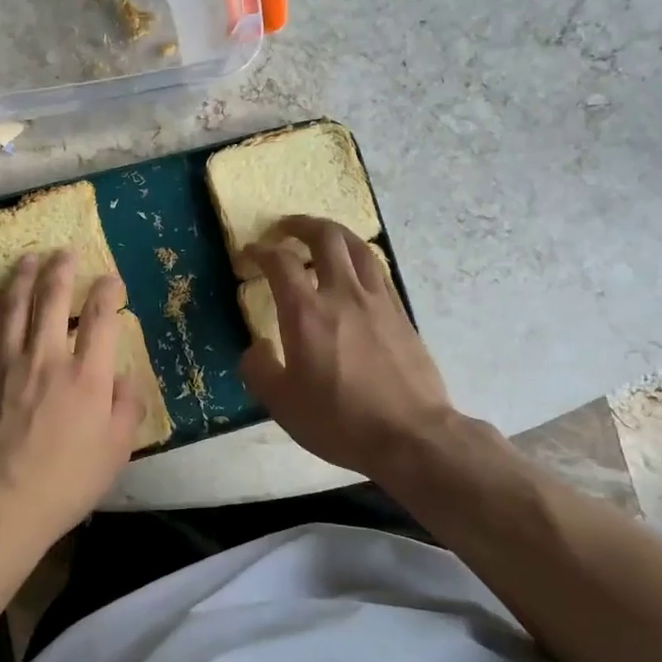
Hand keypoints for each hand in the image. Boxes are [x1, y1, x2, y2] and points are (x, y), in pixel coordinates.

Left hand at [0, 251, 143, 547]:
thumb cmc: (65, 483)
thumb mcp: (115, 451)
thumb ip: (127, 406)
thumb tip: (124, 375)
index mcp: (86, 377)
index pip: (101, 317)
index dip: (108, 291)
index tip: (111, 280)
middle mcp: (46, 359)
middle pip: (53, 299)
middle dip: (62, 269)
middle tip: (65, 252)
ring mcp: (6, 364)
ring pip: (14, 306)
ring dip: (23, 277)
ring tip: (29, 258)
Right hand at [241, 217, 457, 482]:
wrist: (412, 435)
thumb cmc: (340, 420)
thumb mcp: (282, 405)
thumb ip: (259, 371)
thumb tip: (256, 349)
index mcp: (307, 313)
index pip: (280, 262)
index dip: (261, 251)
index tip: (250, 252)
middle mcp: (343, 294)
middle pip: (326, 237)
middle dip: (301, 225)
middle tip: (285, 228)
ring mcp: (378, 300)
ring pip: (358, 247)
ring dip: (335, 234)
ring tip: (322, 238)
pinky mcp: (401, 313)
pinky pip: (377, 270)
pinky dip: (358, 258)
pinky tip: (354, 273)